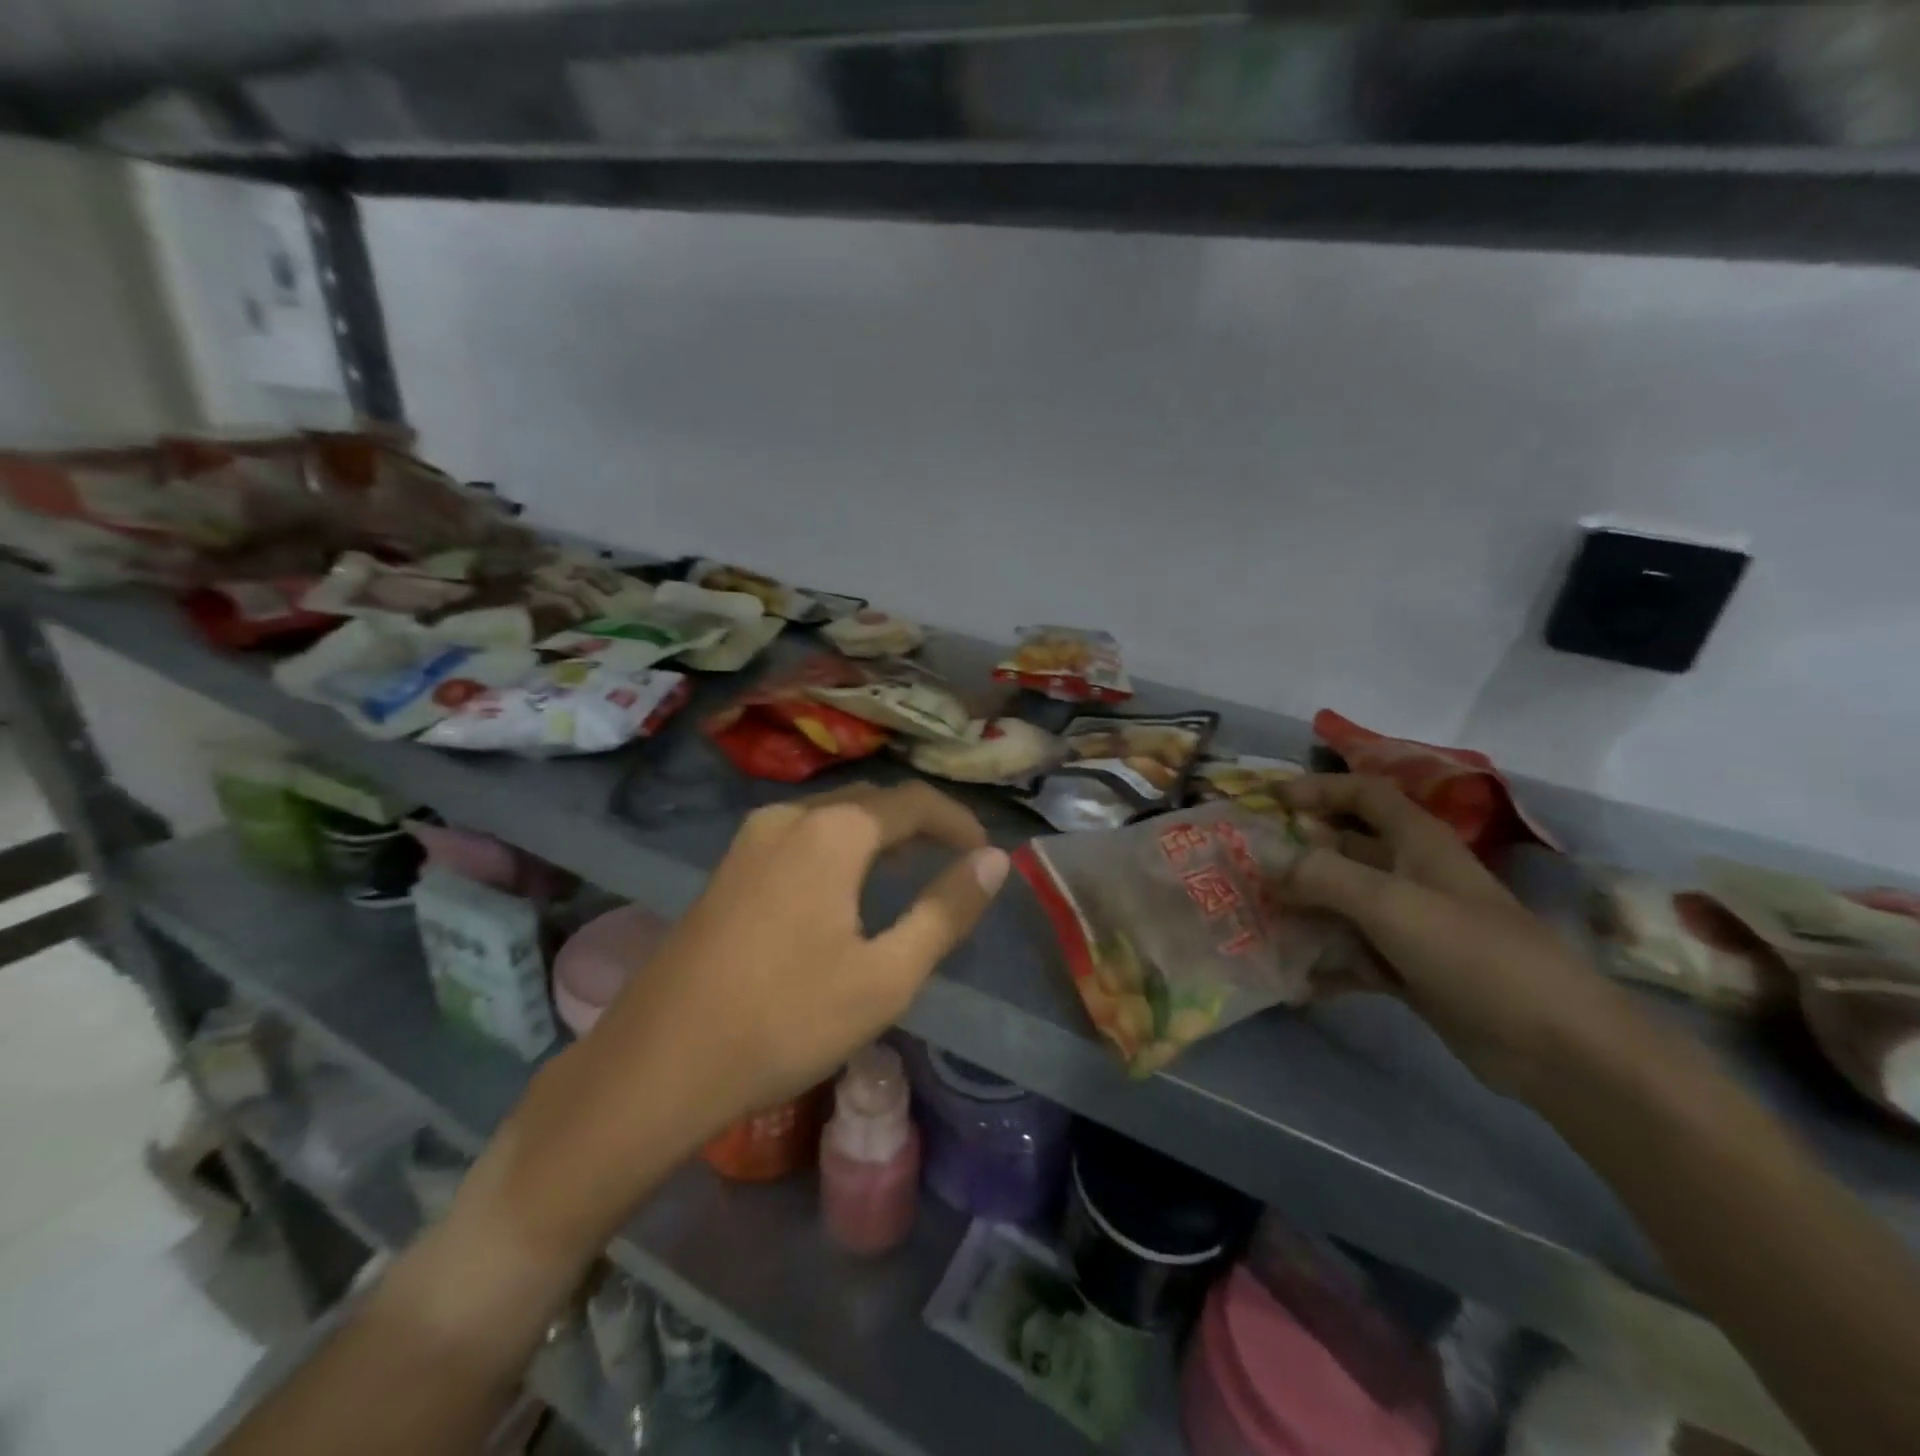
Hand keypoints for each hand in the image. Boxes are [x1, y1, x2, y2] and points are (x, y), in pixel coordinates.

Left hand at [468, 781, 1009, 1262]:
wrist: (656, 1064)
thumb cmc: (785, 1020)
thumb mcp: (886, 975)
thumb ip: (946, 910)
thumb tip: (994, 861)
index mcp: (833, 831)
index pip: (914, 802)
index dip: (958, 822)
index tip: (986, 854)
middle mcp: (789, 817)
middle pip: (871, 802)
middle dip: (920, 825)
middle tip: (955, 862)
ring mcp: (749, 840)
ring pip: (833, 819)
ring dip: (878, 836)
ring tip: (910, 873)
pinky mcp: (727, 868)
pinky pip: (801, 838)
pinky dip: (840, 850)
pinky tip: (846, 890)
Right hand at [1276, 774, 1636, 1096]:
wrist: (1556, 1045)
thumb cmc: (1473, 953)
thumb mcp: (1391, 904)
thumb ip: (1322, 876)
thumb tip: (1266, 862)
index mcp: (1417, 843)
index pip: (1363, 794)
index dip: (1318, 789)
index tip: (1268, 801)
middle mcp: (1411, 875)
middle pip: (1343, 849)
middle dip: (1295, 855)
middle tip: (1244, 867)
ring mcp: (1410, 925)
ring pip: (1341, 904)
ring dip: (1301, 911)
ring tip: (1254, 921)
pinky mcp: (1409, 969)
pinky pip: (1352, 955)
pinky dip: (1323, 965)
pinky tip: (1291, 981)